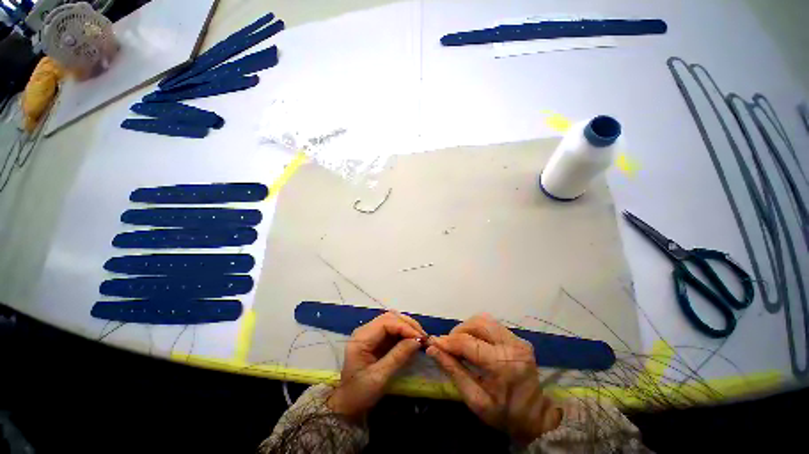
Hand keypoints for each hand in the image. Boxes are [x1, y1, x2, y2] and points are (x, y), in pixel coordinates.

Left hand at [327, 312, 424, 420]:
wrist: (347, 404)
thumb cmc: (360, 393)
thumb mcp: (379, 377)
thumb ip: (398, 357)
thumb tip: (417, 341)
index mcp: (361, 338)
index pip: (386, 323)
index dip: (404, 327)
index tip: (420, 338)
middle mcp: (365, 331)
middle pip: (389, 318)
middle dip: (407, 325)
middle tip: (423, 336)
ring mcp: (370, 333)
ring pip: (392, 321)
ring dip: (407, 327)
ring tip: (420, 337)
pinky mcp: (376, 339)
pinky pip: (392, 329)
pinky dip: (404, 333)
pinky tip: (412, 340)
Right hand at [426, 314, 561, 443]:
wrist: (537, 417)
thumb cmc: (505, 414)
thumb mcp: (475, 400)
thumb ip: (453, 371)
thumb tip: (433, 349)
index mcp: (504, 364)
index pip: (469, 343)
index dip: (448, 341)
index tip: (433, 342)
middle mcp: (513, 345)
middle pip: (478, 323)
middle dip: (458, 331)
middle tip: (449, 345)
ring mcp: (518, 339)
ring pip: (484, 320)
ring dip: (467, 328)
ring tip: (459, 343)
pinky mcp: (518, 338)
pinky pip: (492, 325)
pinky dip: (477, 330)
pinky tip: (473, 342)